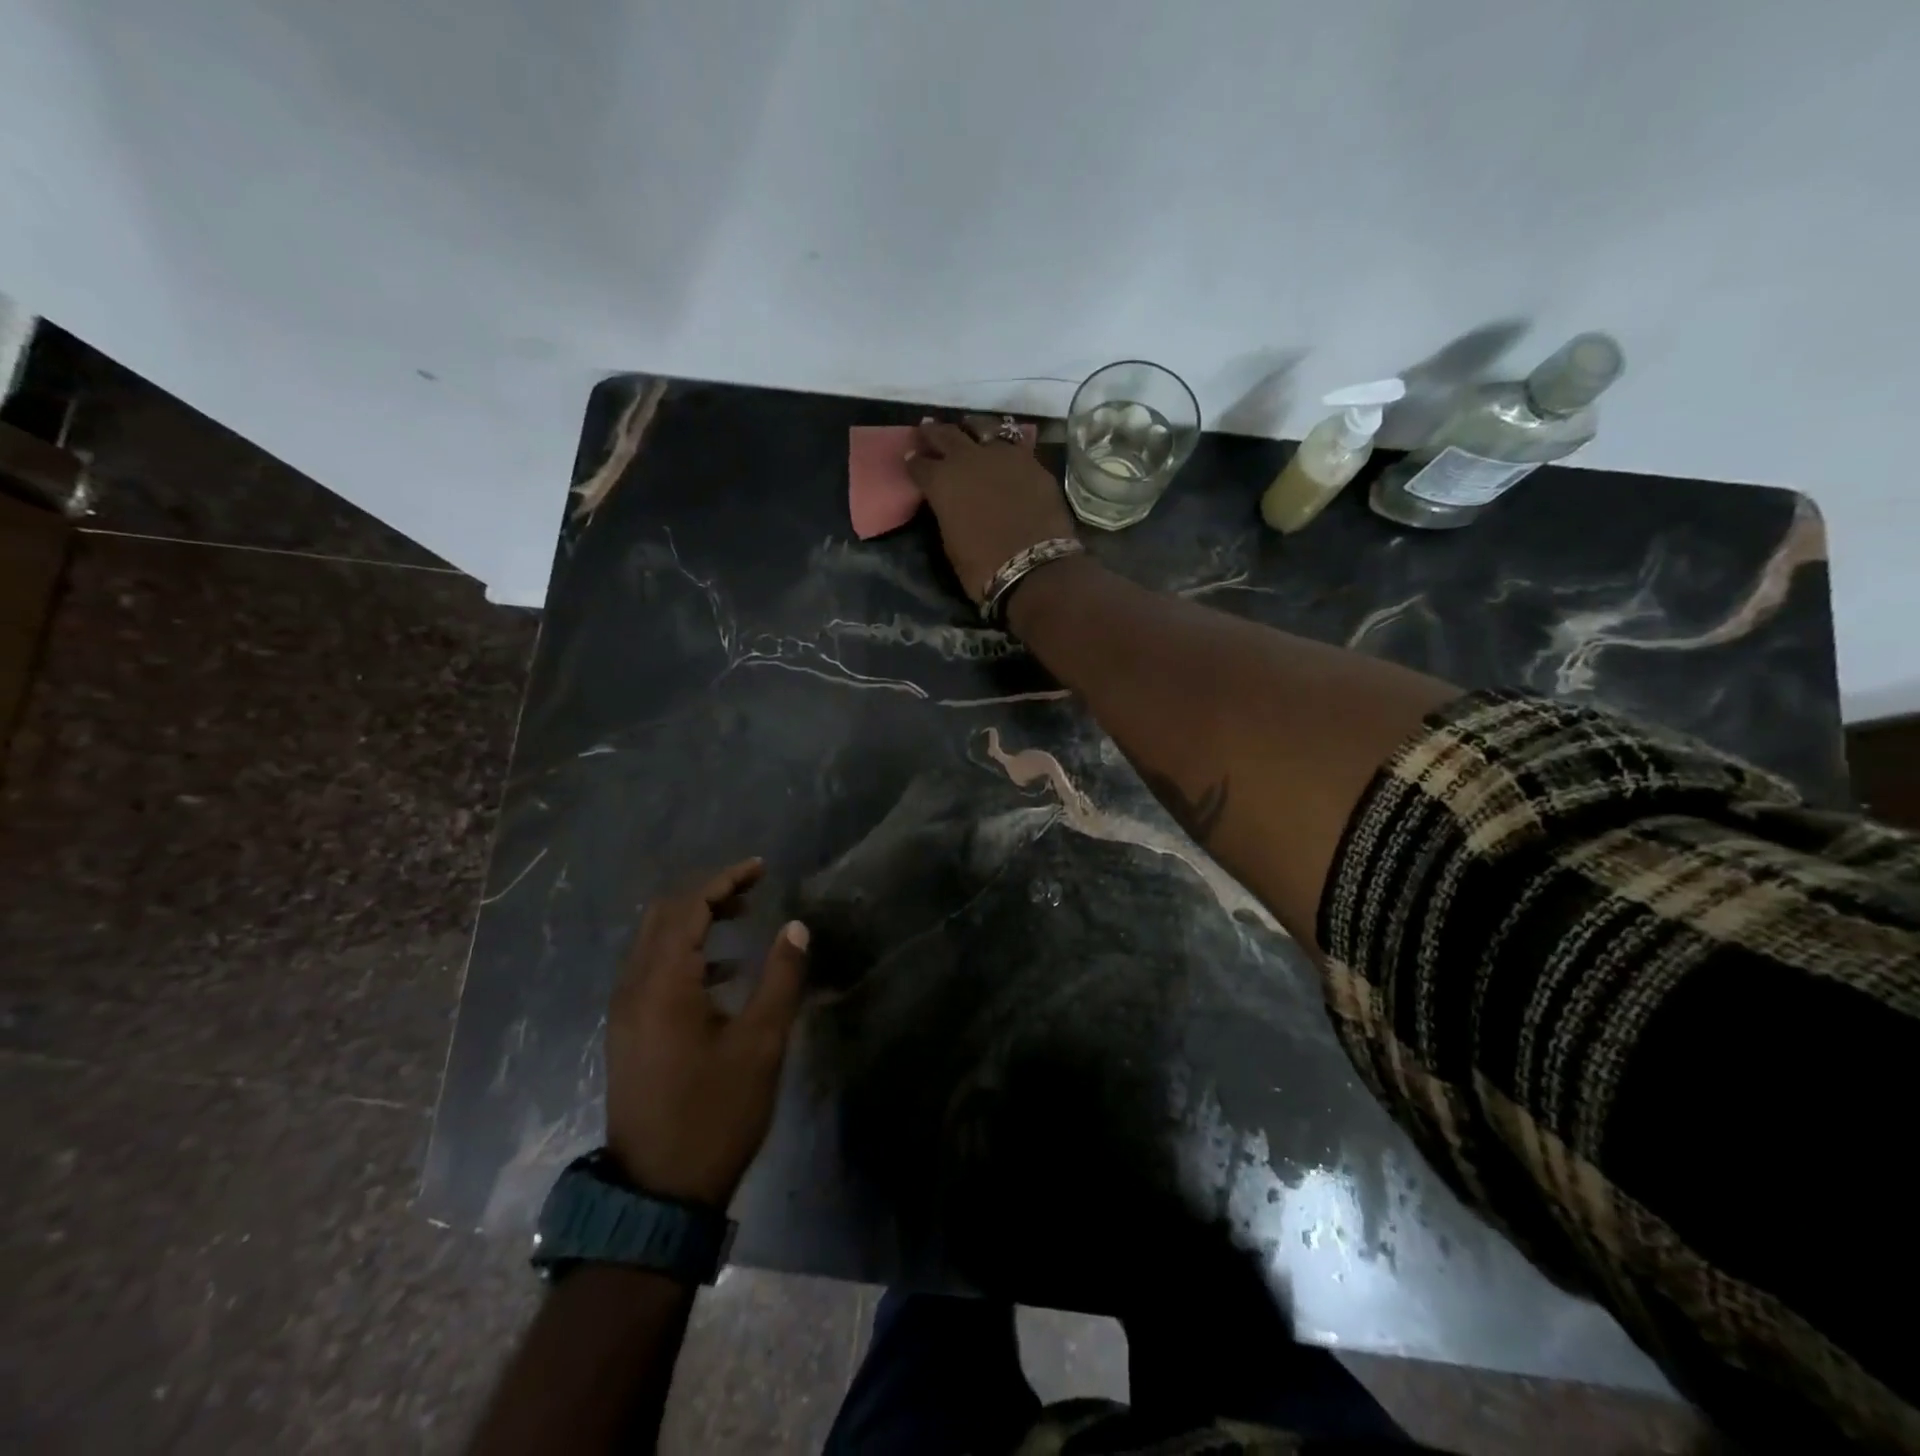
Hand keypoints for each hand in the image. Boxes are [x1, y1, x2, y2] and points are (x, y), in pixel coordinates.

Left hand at [605, 858, 808, 1207]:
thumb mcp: (761, 1044)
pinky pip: (652, 970)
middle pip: (663, 916)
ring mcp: (625, 1012)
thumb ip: (780, 978)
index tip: (761, 868)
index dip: (725, 880)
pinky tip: (723, 972)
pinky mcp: (628, 1033)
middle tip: (751, 889)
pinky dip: (686, 953)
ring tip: (742, 917)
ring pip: (654, 942)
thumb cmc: (715, 1114)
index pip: (689, 907)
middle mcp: (633, 988)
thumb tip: (796, 927)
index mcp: (663, 984)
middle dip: (707, 893)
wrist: (657, 1195)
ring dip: (695, 921)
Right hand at [905, 417, 1077, 606]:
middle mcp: (969, 459)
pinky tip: (1003, 451)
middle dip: (934, 433)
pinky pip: (1013, 444)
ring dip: (971, 429)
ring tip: (968, 431)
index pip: (919, 464)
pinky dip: (1003, 445)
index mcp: (942, 481)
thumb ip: (947, 512)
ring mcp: (1004, 456)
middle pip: (947, 435)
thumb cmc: (983, 567)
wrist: (1035, 569)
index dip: (914, 462)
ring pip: (983, 428)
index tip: (912, 458)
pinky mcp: (1032, 462)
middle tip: (928, 429)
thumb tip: (949, 503)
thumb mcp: (951, 542)